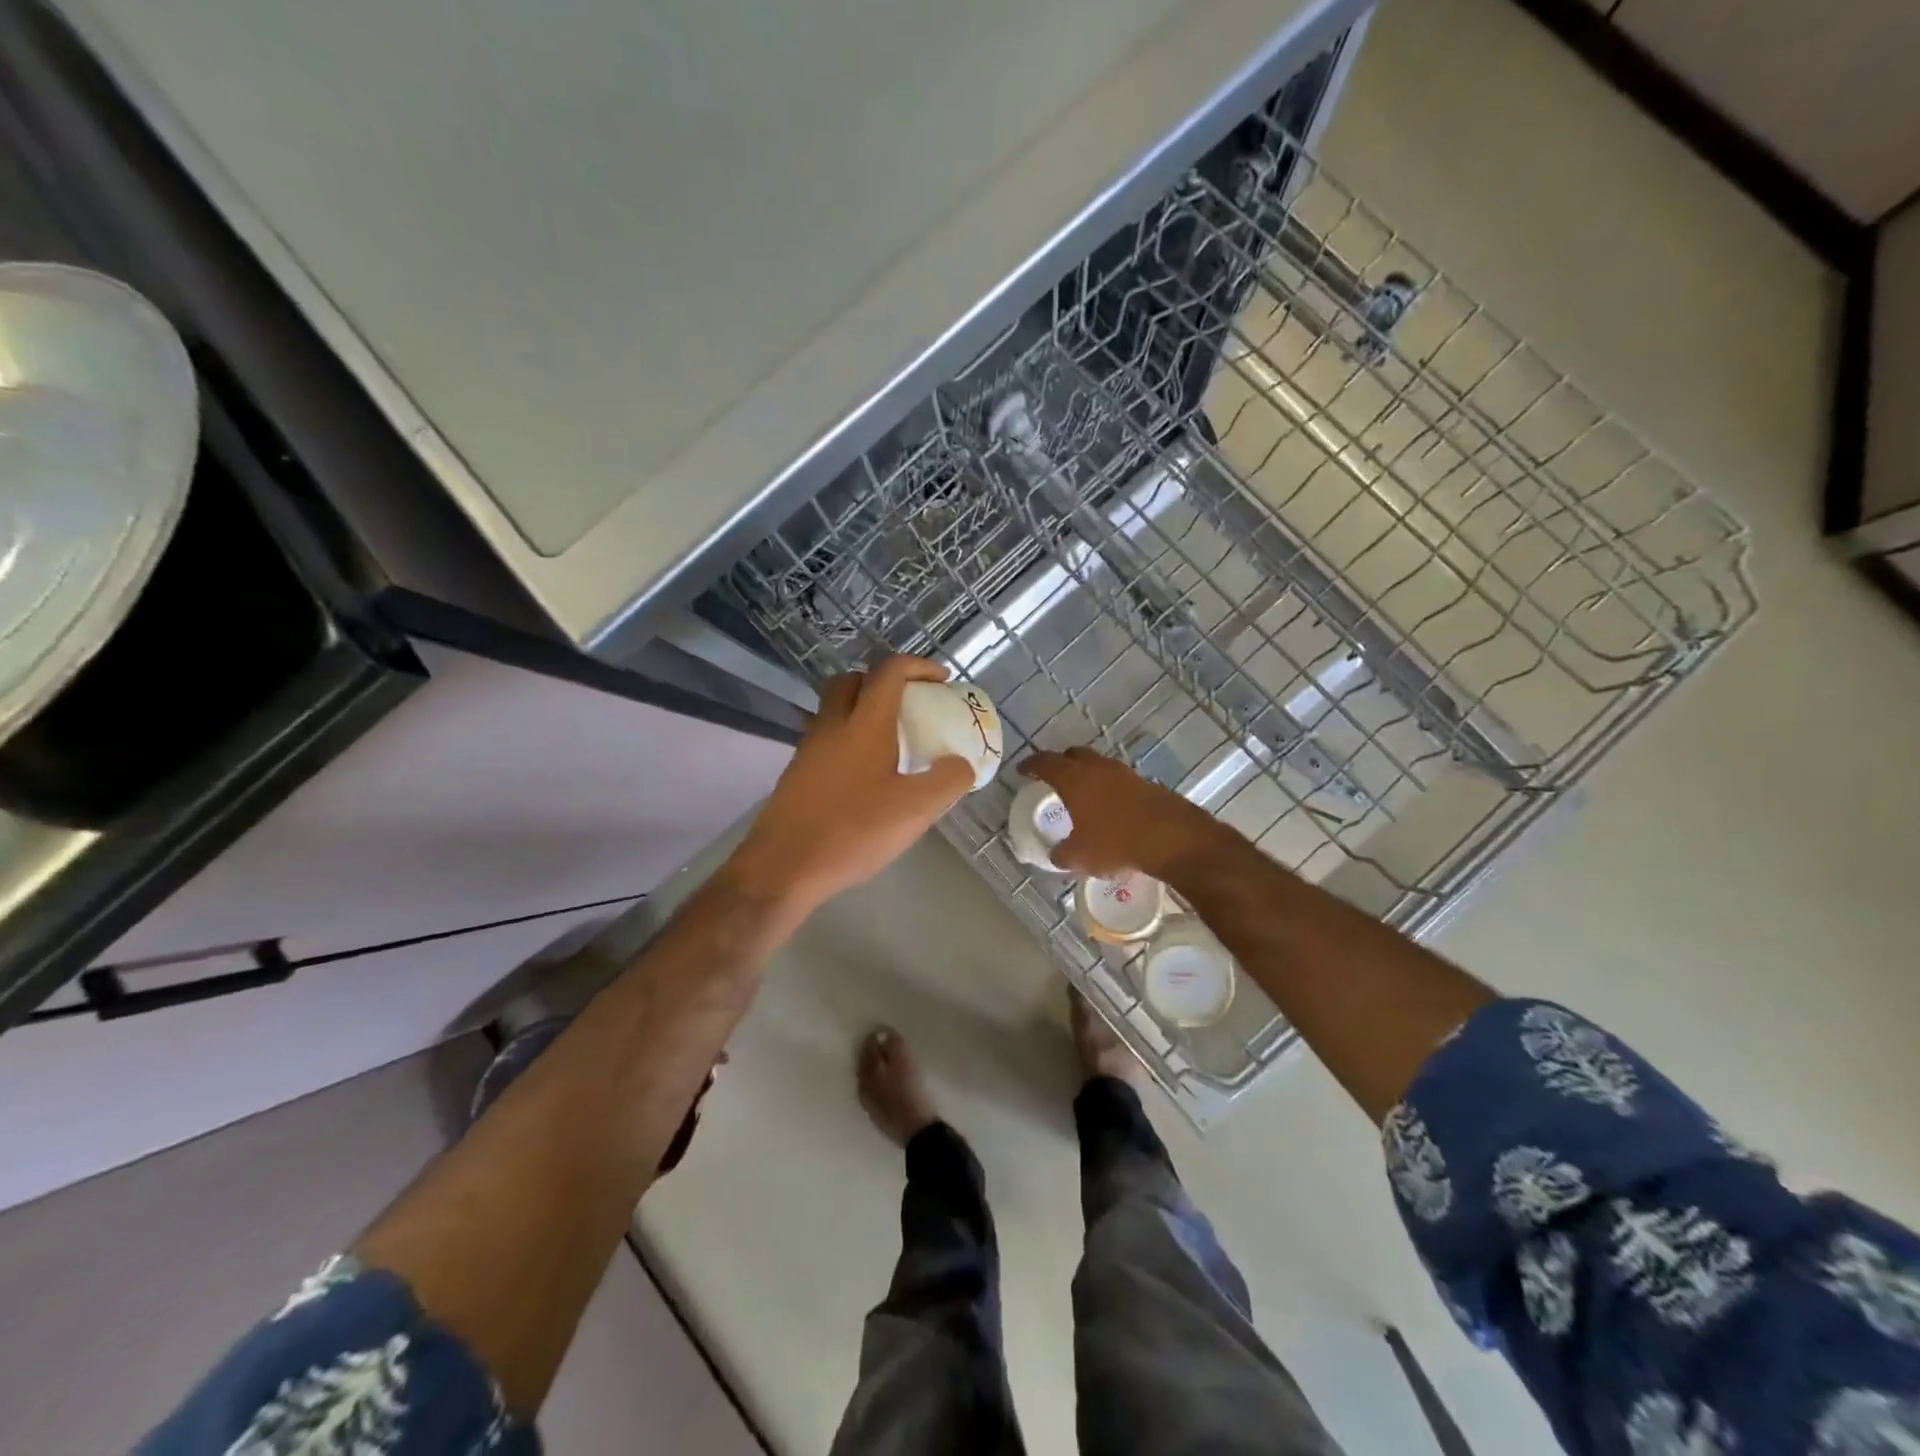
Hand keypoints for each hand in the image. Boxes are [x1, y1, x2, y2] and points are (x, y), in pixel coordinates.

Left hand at [727, 656, 973, 921]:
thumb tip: (962, 764)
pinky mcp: (797, 773)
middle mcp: (832, 725)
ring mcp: (809, 748)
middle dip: (883, 681)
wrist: (783, 866)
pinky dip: (847, 739)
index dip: (919, 667)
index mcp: (864, 724)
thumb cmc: (852, 831)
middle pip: (853, 680)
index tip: (942, 681)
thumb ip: (947, 781)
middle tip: (908, 704)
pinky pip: (826, 738)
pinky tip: (865, 774)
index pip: (889, 672)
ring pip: (834, 709)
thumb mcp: (915, 810)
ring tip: (890, 741)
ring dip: (862, 710)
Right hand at [1019, 747, 1221, 882]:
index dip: (1031, 765)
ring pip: (1099, 765)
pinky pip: (1118, 780)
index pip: (1046, 763)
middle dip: (1062, 762)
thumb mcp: (1079, 856)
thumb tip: (1057, 854)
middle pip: (1074, 755)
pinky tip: (1110, 806)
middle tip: (1054, 776)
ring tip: (1083, 793)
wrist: (1170, 837)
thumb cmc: (1115, 842)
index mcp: (1074, 779)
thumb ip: (1062, 854)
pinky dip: (1109, 787)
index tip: (1023, 770)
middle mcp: (1098, 768)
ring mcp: (1124, 773)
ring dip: (1088, 774)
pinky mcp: (1146, 783)